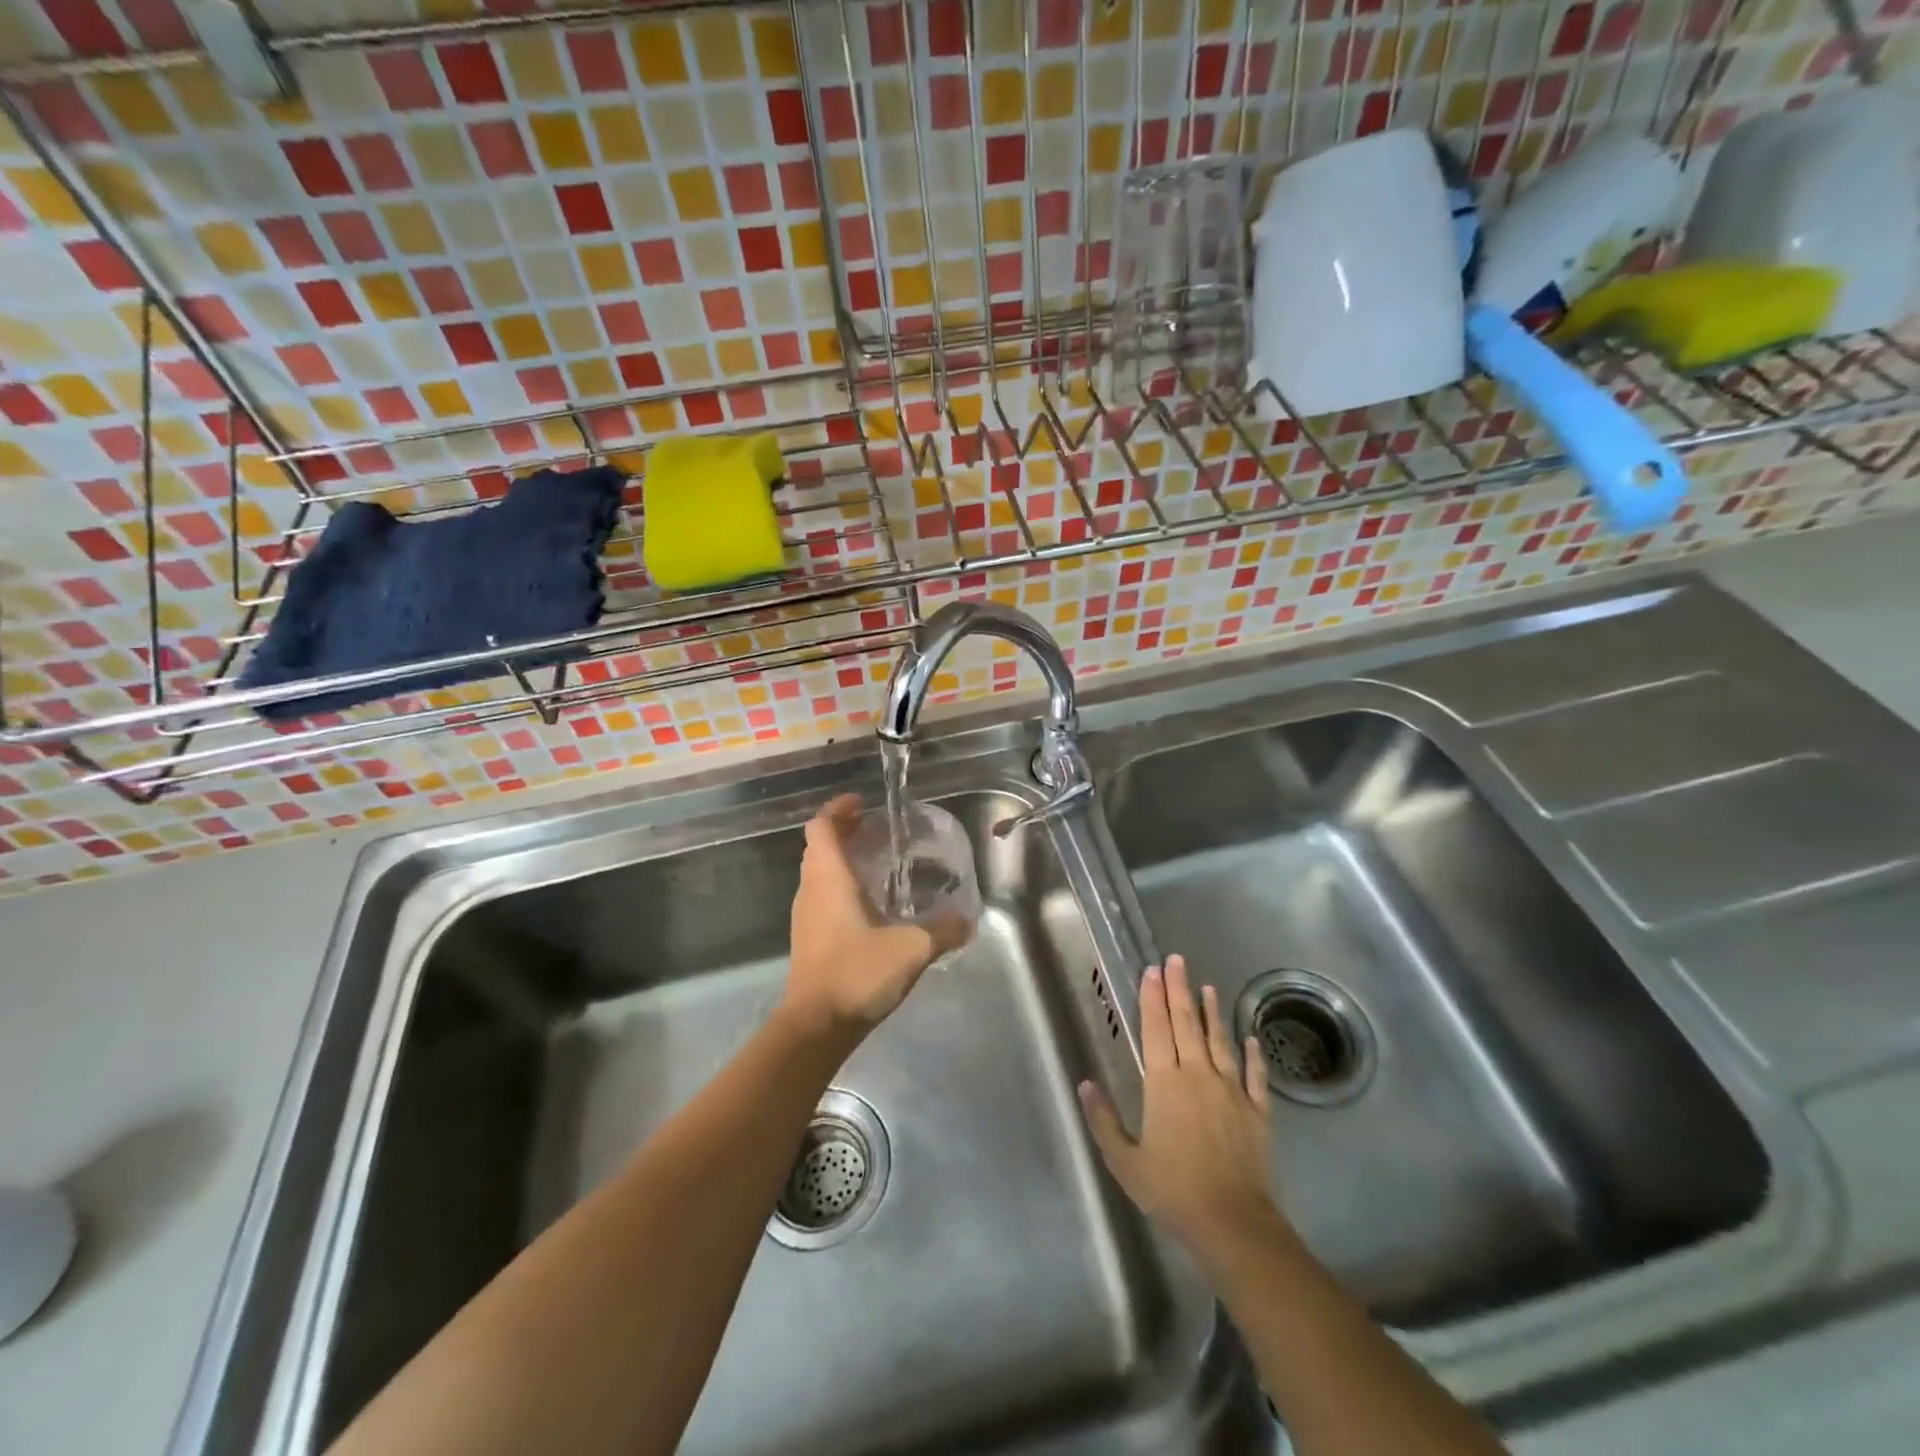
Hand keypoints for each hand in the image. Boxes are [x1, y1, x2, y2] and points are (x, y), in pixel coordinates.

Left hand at [782, 794, 969, 1040]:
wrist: (815, 1027)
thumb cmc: (856, 974)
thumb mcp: (911, 949)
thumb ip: (943, 931)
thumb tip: (969, 918)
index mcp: (828, 878)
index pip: (821, 827)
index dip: (838, 809)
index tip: (862, 803)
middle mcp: (811, 890)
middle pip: (819, 846)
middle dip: (845, 831)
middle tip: (878, 829)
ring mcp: (806, 916)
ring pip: (819, 873)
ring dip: (842, 860)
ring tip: (879, 862)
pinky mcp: (809, 939)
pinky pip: (822, 897)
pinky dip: (841, 887)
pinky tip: (871, 905)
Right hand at [1078, 955, 1286, 1259]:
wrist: (1231, 1223)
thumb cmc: (1172, 1190)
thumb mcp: (1125, 1161)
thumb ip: (1104, 1120)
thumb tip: (1085, 1084)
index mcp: (1165, 1083)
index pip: (1157, 1029)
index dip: (1153, 998)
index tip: (1152, 971)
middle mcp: (1198, 1075)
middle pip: (1187, 1024)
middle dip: (1180, 990)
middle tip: (1177, 960)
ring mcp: (1232, 1091)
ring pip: (1220, 1041)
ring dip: (1212, 1013)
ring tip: (1208, 987)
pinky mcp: (1257, 1111)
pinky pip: (1255, 1075)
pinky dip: (1252, 1055)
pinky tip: (1250, 1038)